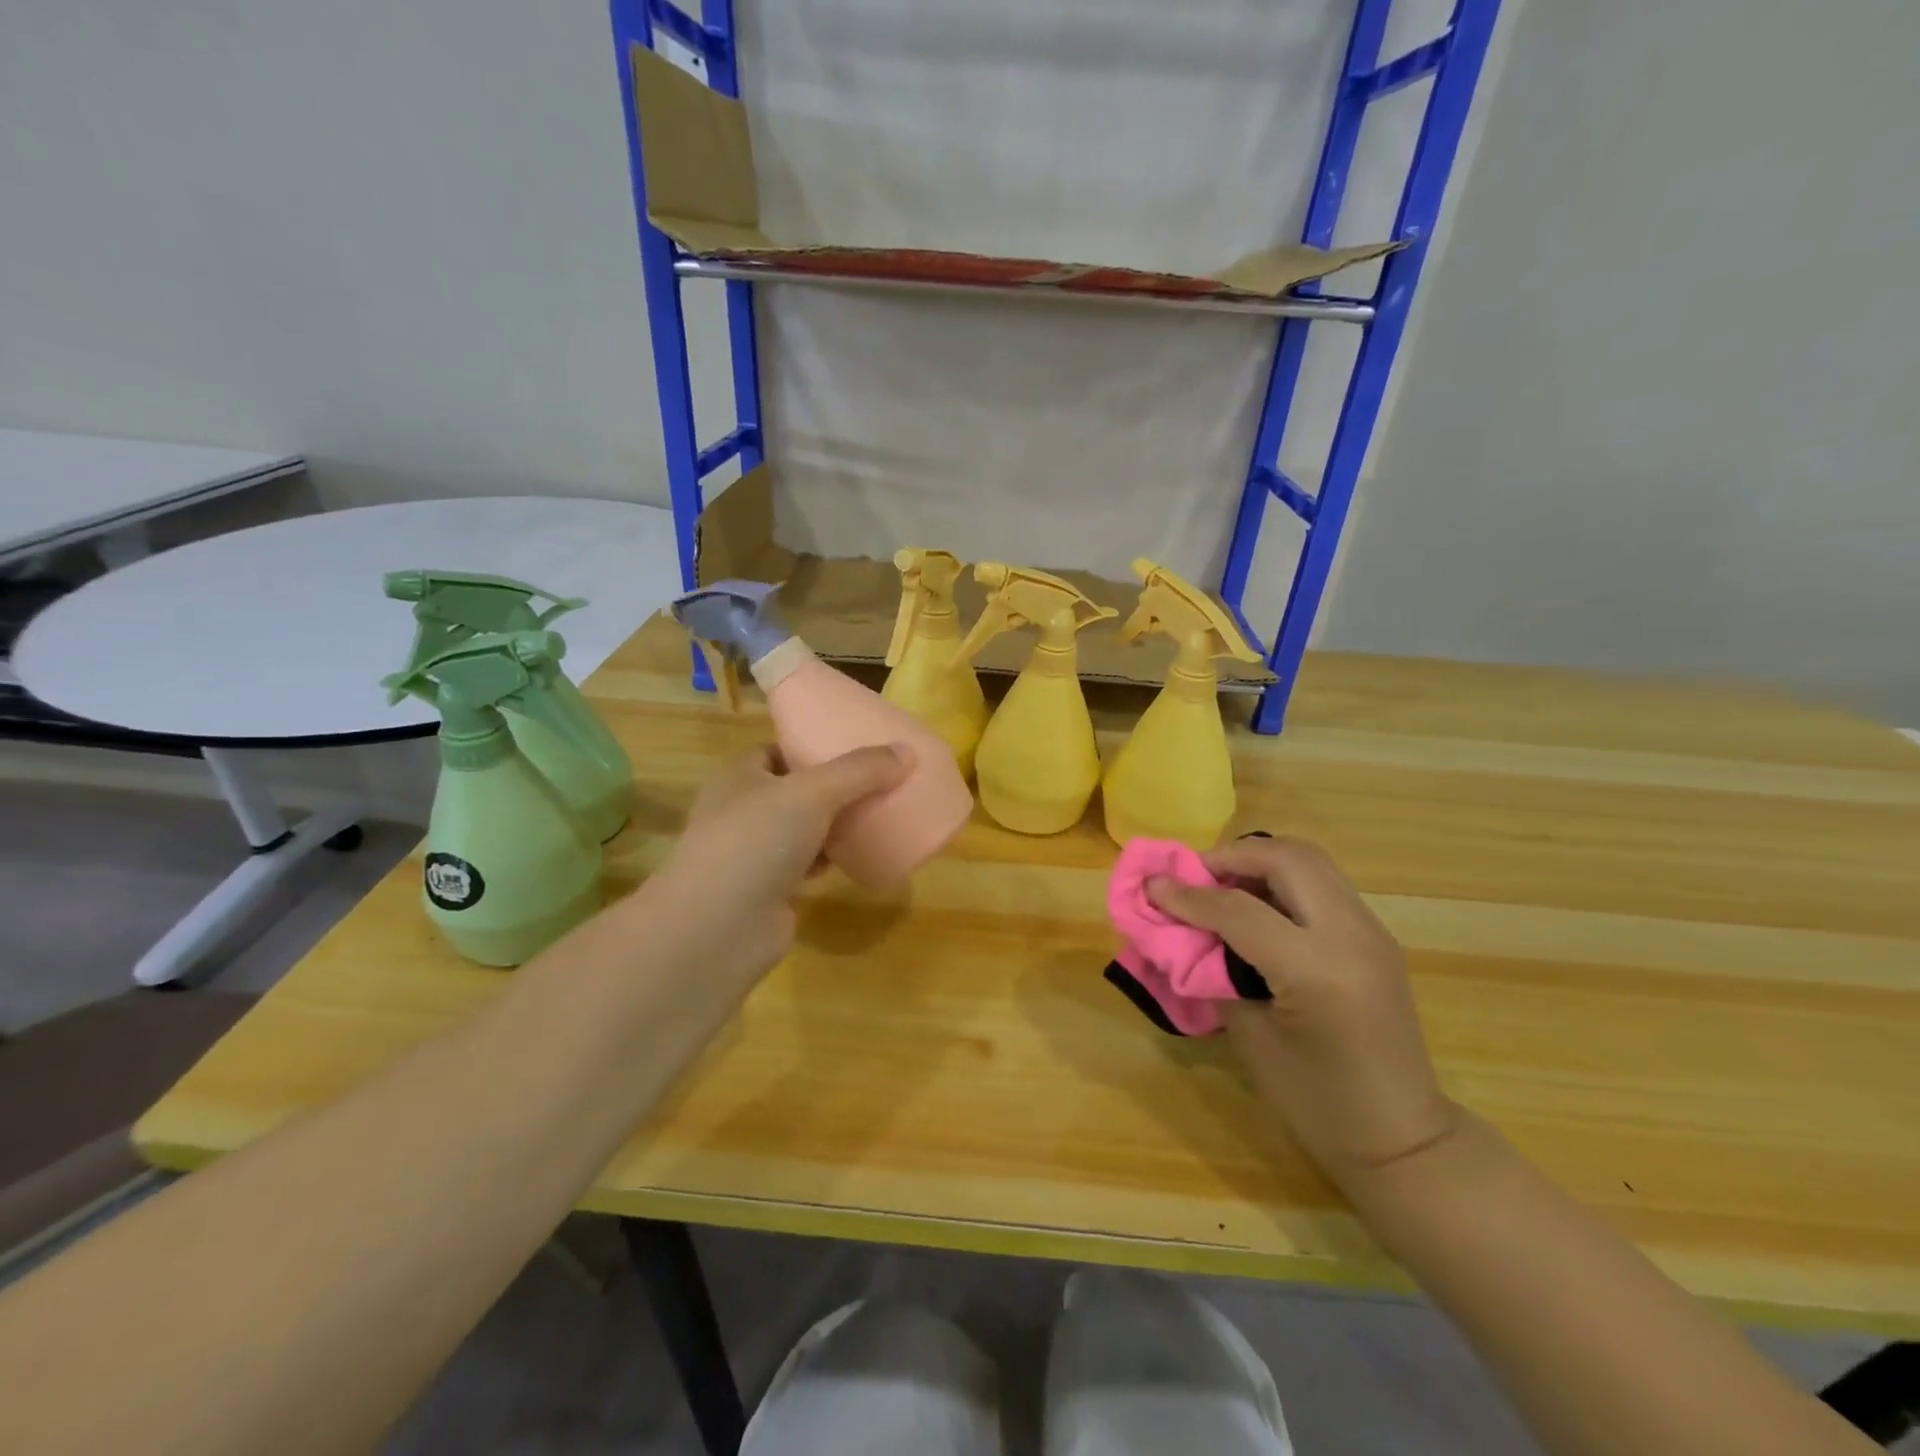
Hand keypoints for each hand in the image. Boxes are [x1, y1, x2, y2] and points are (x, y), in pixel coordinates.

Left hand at [646, 743, 911, 983]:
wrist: (720, 928)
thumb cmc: (757, 841)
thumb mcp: (813, 793)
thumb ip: (860, 771)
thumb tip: (906, 751)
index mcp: (738, 777)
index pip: (777, 750)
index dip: (811, 746)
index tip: (851, 747)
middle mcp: (739, 811)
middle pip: (793, 790)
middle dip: (831, 788)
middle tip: (874, 782)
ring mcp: (750, 853)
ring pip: (800, 829)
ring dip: (831, 825)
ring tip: (871, 816)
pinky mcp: (766, 890)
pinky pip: (803, 864)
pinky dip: (826, 860)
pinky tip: (853, 857)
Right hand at [1146, 836, 1459, 1185]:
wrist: (1401, 1137)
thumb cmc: (1316, 1102)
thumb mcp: (1251, 1037)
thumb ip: (1216, 971)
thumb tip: (1184, 930)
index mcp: (1317, 970)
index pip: (1239, 909)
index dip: (1187, 895)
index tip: (1151, 886)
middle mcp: (1351, 936)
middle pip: (1285, 858)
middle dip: (1230, 856)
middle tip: (1192, 876)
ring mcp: (1371, 931)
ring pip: (1309, 859)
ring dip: (1258, 861)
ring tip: (1221, 885)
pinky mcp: (1375, 936)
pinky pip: (1323, 883)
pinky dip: (1282, 879)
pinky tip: (1256, 907)